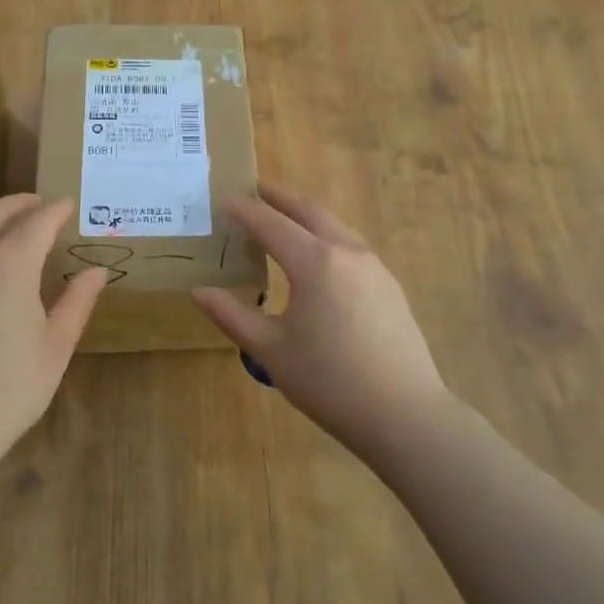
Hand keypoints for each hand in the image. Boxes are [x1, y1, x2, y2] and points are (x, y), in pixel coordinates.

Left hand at [0, 194, 108, 470]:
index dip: (56, 210)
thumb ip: (76, 302)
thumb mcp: (55, 347)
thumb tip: (95, 271)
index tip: (69, 204)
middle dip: (20, 203)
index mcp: (10, 264)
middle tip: (41, 205)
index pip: (37, 221)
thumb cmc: (7, 389)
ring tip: (16, 234)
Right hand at [192, 185, 450, 461]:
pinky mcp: (389, 285)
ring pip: (334, 225)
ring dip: (306, 215)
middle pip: (309, 211)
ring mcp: (374, 266)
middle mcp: (346, 251)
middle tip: (255, 190)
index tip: (223, 200)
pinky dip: (326, 236)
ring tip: (284, 218)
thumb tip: (200, 291)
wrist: (403, 414)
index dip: (244, 211)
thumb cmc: (328, 381)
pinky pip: (351, 245)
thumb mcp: (270, 350)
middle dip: (279, 197)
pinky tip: (318, 258)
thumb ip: (232, 315)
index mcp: (314, 262)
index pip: (270, 224)